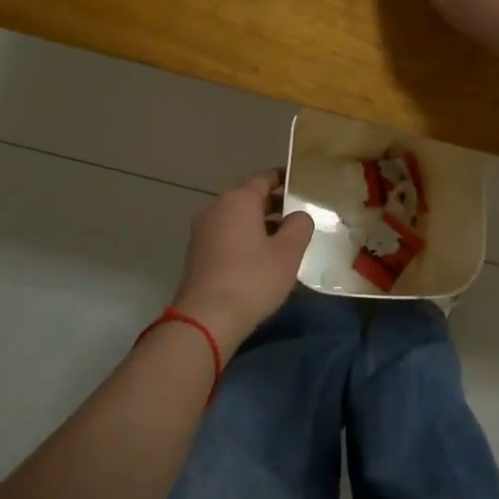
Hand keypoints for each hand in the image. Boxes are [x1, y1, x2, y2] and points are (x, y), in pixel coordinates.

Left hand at [173, 169, 313, 353]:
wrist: (206, 319)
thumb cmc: (252, 279)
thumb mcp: (288, 252)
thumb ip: (299, 226)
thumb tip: (298, 216)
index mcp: (238, 200)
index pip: (264, 178)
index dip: (284, 179)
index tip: (301, 183)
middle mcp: (216, 208)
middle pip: (249, 198)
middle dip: (274, 204)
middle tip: (299, 213)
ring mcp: (203, 231)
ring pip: (237, 218)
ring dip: (260, 224)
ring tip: (285, 238)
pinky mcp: (198, 253)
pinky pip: (227, 235)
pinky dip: (245, 238)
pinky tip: (262, 258)